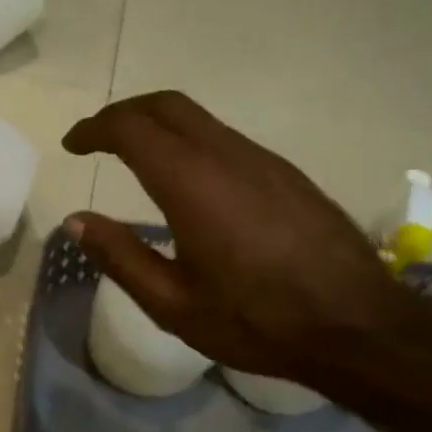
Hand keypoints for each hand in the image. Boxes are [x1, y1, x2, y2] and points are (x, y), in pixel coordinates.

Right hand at [62, 92, 408, 383]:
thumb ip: (119, 256)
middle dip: (124, 112)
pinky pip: (226, 139)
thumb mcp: (172, 303)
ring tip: (133, 157)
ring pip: (200, 119)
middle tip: (96, 139)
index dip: (94, 129)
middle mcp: (228, 157)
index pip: (132, 129)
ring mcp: (264, 161)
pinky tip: (186, 181)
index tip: (72, 146)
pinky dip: (189, 142)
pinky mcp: (287, 175)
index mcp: (193, 184)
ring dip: (158, 126)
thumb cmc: (256, 321)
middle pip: (167, 106)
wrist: (358, 326)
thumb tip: (76, 220)